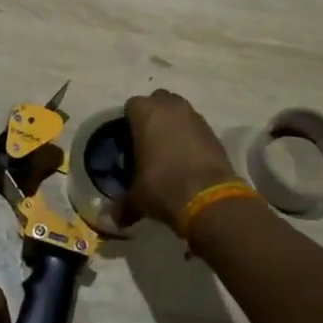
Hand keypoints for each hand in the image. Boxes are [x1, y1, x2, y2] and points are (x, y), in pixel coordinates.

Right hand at [124, 89, 239, 227]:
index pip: (132, 106)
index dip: (129, 122)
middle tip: (148, 142)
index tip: (129, 142)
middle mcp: (170, 107)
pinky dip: (191, 138)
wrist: (208, 197)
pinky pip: (196, 127)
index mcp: (145, 113)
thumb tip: (109, 221)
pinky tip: (188, 160)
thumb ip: (122, 206)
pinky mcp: (213, 131)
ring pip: (179, 111)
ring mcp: (195, 116)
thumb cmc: (163, 187)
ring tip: (169, 152)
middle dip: (153, 116)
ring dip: (174, 125)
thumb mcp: (137, 198)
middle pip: (158, 101)